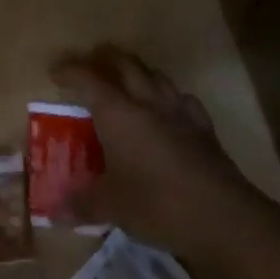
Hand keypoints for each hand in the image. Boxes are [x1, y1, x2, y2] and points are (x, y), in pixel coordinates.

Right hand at [51, 45, 247, 256]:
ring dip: (140, 74)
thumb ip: (82, 204)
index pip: (87, 79)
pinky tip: (169, 111)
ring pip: (157, 77)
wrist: (225, 219)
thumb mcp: (112, 207)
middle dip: (106, 60)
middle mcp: (147, 103)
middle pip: (126, 66)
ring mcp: (180, 114)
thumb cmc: (157, 204)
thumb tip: (54, 211)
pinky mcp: (206, 131)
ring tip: (130, 84)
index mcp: (118, 113)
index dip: (69, 71)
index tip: (55, 71)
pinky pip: (184, 101)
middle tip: (92, 64)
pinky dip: (171, 99)